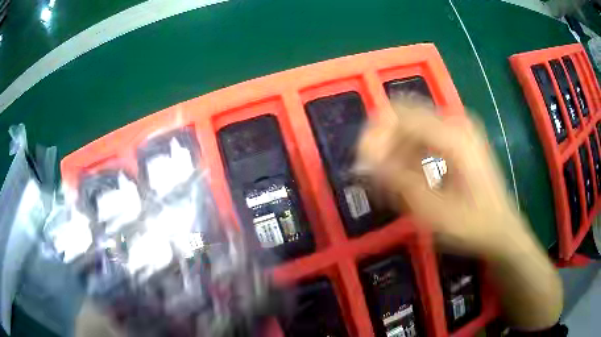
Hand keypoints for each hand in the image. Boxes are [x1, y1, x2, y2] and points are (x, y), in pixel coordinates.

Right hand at [356, 97, 561, 329]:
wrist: (501, 230)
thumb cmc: (470, 224)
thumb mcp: (431, 210)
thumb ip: (396, 181)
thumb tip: (362, 163)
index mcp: (452, 135)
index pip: (400, 116)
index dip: (374, 135)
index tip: (361, 163)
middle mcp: (456, 122)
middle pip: (405, 114)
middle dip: (384, 140)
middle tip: (374, 172)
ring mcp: (460, 129)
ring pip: (414, 124)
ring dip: (396, 148)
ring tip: (390, 181)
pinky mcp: (461, 139)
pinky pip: (426, 135)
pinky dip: (411, 152)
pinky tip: (408, 177)